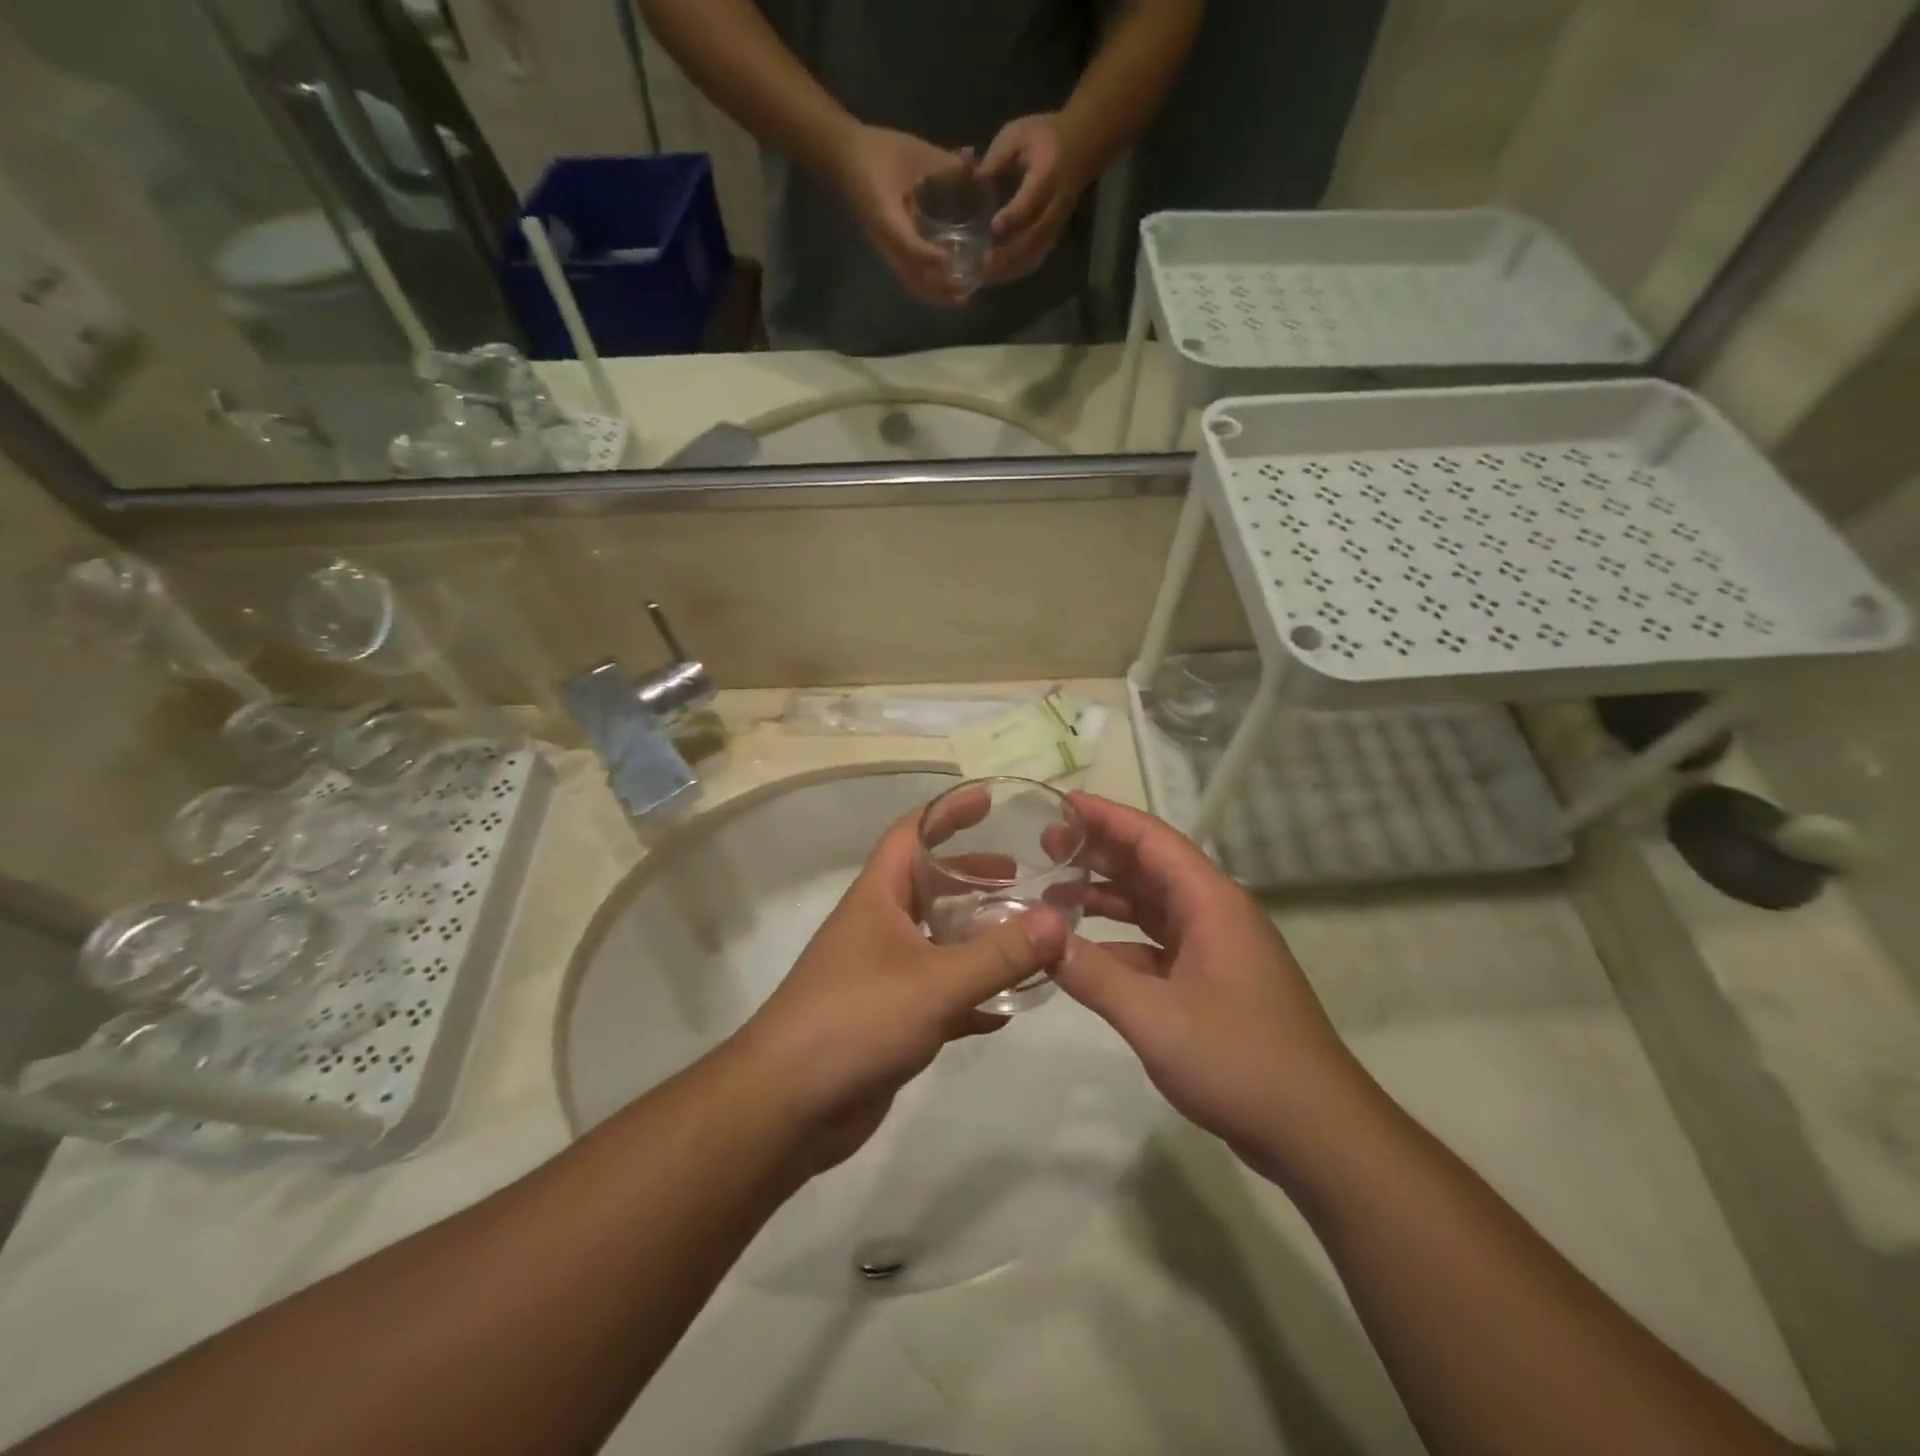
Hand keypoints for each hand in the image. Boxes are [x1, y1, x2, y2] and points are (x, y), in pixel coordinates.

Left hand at [728, 803, 1068, 1170]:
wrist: (788, 1106)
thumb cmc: (856, 1020)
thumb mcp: (936, 982)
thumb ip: (999, 954)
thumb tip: (1058, 921)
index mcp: (877, 898)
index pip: (911, 834)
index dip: (947, 812)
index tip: (987, 799)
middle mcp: (877, 927)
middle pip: (928, 886)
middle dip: (971, 877)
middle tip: (1019, 878)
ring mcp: (880, 974)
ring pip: (935, 941)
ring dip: (975, 936)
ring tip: (1021, 936)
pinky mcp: (887, 1019)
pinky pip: (937, 994)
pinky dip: (970, 994)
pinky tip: (1005, 1009)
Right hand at [830, 124, 971, 306]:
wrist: (845, 159)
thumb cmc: (878, 152)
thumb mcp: (911, 152)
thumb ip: (942, 161)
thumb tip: (972, 162)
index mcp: (887, 217)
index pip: (906, 245)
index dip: (927, 256)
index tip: (948, 259)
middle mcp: (887, 241)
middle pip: (912, 278)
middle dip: (939, 289)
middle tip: (966, 291)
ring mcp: (889, 249)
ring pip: (913, 282)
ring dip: (936, 293)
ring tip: (960, 296)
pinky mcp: (892, 250)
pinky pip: (911, 275)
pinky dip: (930, 284)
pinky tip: (949, 283)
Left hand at [979, 113, 1090, 285]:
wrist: (1081, 147)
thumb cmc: (1044, 137)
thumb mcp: (1018, 135)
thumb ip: (994, 160)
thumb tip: (968, 185)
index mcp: (1047, 174)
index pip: (1031, 201)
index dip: (1014, 215)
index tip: (994, 227)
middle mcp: (1054, 206)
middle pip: (1032, 238)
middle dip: (1005, 255)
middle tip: (979, 266)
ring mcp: (1055, 226)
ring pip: (1032, 255)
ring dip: (1007, 269)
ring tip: (982, 277)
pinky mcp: (1052, 238)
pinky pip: (1034, 260)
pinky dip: (1014, 271)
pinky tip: (994, 276)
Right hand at [1050, 793, 1373, 1185]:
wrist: (1317, 1132)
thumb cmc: (1240, 1061)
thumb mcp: (1155, 1017)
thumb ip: (1092, 974)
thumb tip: (1037, 935)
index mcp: (1211, 904)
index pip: (1153, 840)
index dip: (1107, 817)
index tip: (1061, 804)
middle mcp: (1215, 915)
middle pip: (1151, 867)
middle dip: (1100, 853)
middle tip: (1046, 846)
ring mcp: (1215, 951)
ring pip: (1153, 907)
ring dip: (1107, 897)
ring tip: (1055, 892)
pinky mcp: (1212, 984)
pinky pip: (1157, 946)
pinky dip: (1120, 942)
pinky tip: (1085, 952)